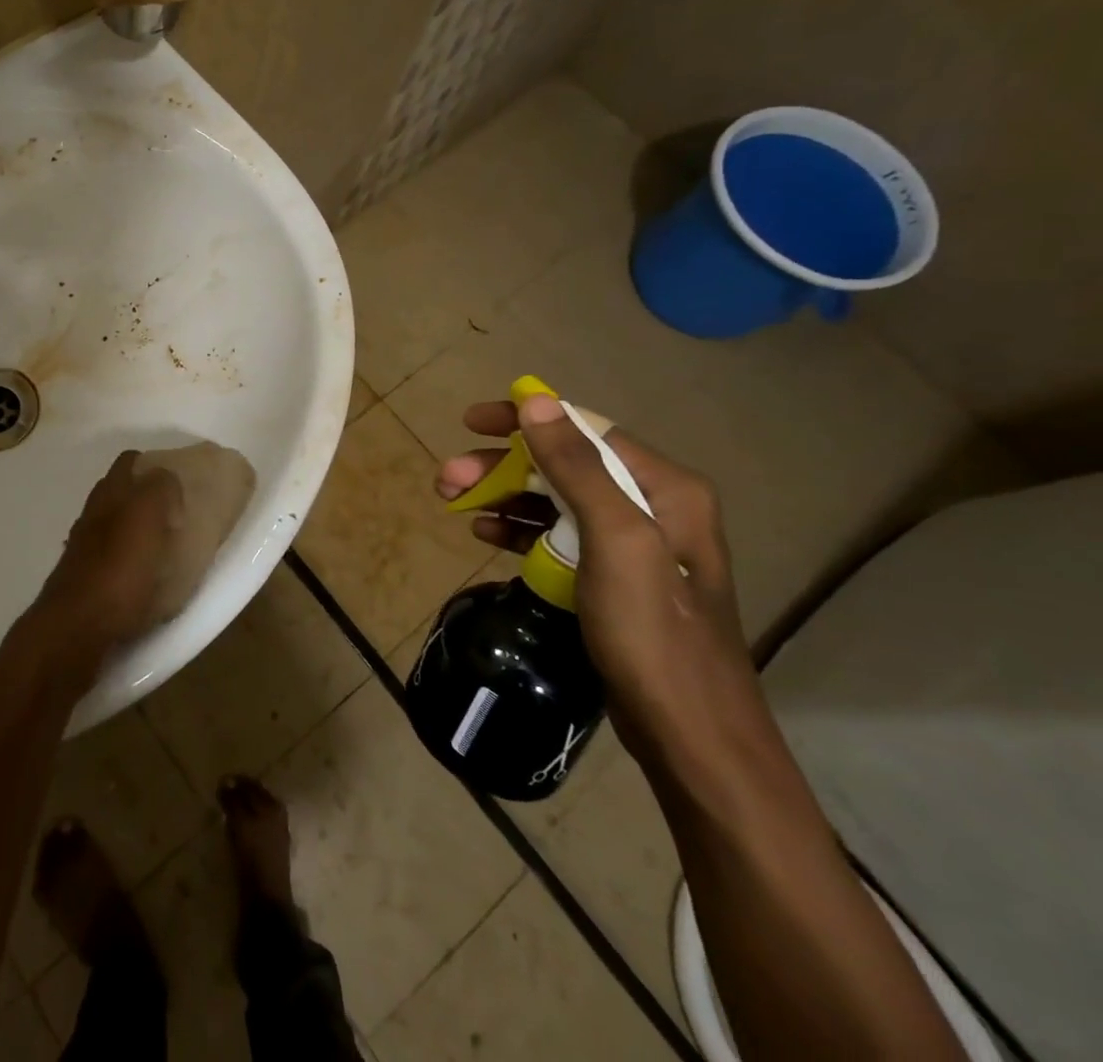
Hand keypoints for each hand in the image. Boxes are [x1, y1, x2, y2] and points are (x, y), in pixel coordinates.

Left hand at [20, 451, 182, 689]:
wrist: (75, 630)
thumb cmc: (118, 570)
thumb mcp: (147, 516)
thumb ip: (159, 489)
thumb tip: (166, 480)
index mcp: (108, 495)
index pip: (128, 462)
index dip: (151, 464)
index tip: (176, 480)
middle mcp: (92, 516)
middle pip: (118, 495)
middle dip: (144, 499)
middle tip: (176, 515)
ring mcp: (83, 550)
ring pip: (113, 529)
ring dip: (135, 533)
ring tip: (165, 550)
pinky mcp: (84, 583)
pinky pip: (112, 563)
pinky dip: (128, 564)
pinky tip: (144, 581)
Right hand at [436, 393, 763, 768]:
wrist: (691, 737)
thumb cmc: (653, 633)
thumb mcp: (616, 541)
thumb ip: (577, 468)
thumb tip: (536, 401)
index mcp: (664, 487)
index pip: (584, 429)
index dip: (525, 419)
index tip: (471, 422)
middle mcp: (652, 506)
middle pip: (562, 465)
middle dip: (501, 466)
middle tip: (447, 478)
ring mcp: (632, 546)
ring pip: (553, 501)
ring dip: (502, 496)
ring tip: (454, 504)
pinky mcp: (612, 579)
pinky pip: (556, 536)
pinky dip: (518, 530)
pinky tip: (485, 534)